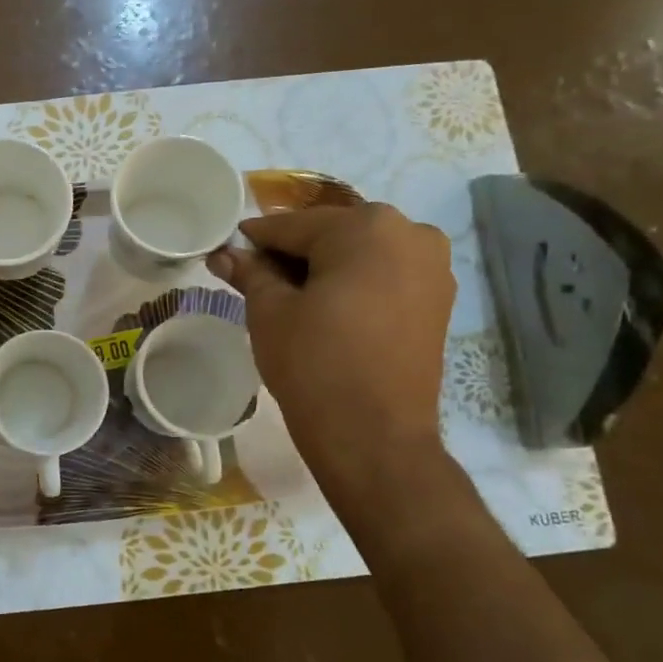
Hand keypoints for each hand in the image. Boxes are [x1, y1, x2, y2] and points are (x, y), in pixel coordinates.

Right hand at [208, 204, 455, 507]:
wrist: (374, 436)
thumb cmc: (313, 363)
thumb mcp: (269, 311)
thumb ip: (249, 272)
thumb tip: (223, 253)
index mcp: (366, 226)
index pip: (292, 225)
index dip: (254, 239)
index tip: (227, 251)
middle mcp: (410, 232)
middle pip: (331, 234)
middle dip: (291, 253)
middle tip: (255, 279)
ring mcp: (432, 267)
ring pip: (359, 254)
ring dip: (323, 268)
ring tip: (289, 298)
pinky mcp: (438, 300)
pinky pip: (384, 275)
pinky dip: (353, 284)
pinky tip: (325, 309)